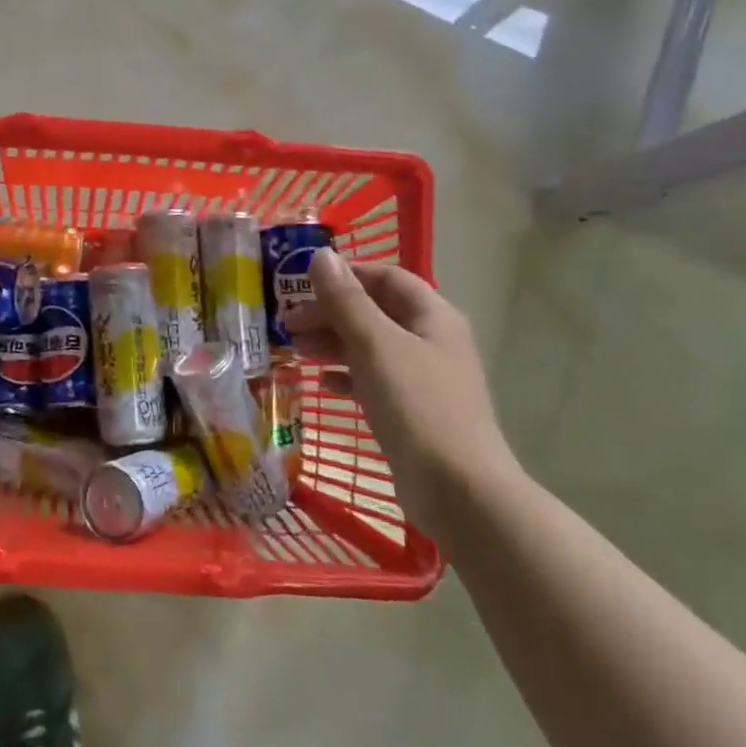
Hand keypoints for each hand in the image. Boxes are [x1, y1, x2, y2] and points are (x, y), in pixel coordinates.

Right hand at [282, 249, 517, 539]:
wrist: (458, 490)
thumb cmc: (417, 405)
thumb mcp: (375, 345)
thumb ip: (346, 300)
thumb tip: (321, 256)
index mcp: (432, 316)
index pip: (387, 278)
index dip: (345, 274)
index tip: (301, 282)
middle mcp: (431, 341)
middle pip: (376, 312)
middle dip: (331, 312)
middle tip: (287, 323)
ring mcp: (424, 378)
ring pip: (371, 347)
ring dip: (333, 343)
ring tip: (296, 350)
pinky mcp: (413, 412)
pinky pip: (374, 381)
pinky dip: (347, 376)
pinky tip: (323, 383)